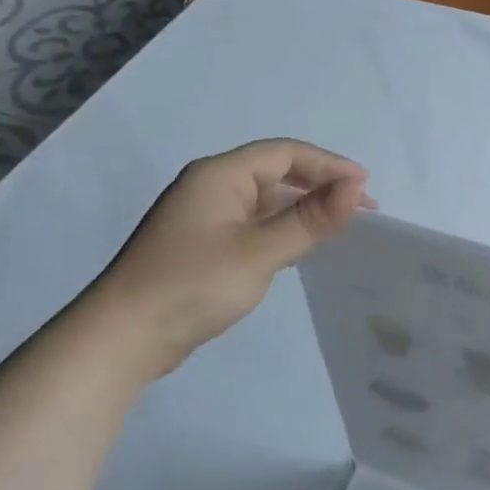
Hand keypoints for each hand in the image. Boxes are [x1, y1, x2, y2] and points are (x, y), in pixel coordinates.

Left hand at [88, 139, 372, 378]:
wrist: (124, 337)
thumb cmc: (193, 284)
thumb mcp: (259, 252)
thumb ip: (310, 219)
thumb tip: (355, 187)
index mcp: (220, 174)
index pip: (285, 153)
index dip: (329, 164)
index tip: (365, 186)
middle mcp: (212, 186)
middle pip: (277, 172)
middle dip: (321, 185)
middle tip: (362, 209)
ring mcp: (206, 216)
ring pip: (267, 200)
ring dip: (305, 208)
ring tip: (343, 226)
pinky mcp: (205, 245)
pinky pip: (255, 224)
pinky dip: (285, 228)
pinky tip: (304, 245)